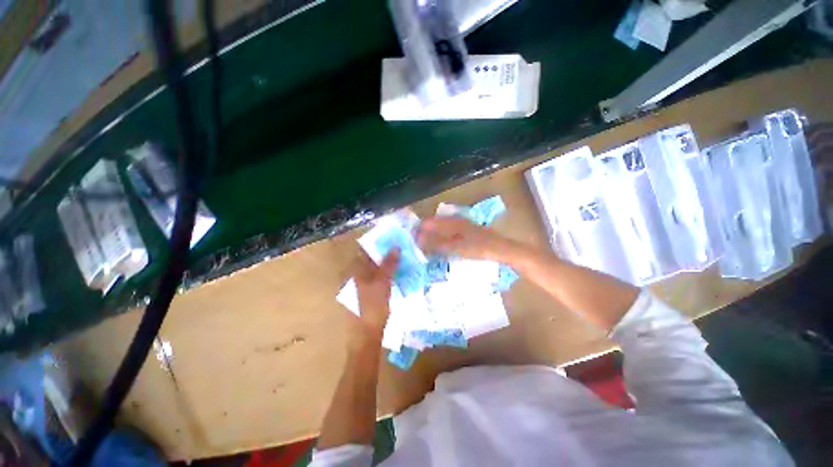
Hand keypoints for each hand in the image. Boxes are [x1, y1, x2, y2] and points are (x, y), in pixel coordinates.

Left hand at [353, 249, 399, 336]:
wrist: (367, 334)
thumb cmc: (373, 307)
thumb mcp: (382, 283)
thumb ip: (388, 265)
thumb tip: (395, 247)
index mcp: (357, 271)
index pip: (365, 250)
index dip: (377, 243)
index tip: (391, 238)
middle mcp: (358, 275)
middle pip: (372, 258)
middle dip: (385, 252)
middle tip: (401, 247)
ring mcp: (364, 285)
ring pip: (376, 268)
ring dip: (388, 262)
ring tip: (402, 257)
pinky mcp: (371, 293)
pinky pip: (380, 277)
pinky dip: (388, 273)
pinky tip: (399, 273)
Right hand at [417, 216, 511, 261]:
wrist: (501, 250)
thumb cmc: (479, 248)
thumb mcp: (455, 247)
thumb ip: (436, 244)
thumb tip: (417, 239)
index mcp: (452, 221)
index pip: (429, 222)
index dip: (418, 230)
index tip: (410, 240)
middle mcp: (455, 220)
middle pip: (434, 224)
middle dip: (424, 234)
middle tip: (415, 246)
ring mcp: (461, 226)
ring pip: (441, 229)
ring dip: (432, 238)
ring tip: (424, 248)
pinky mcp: (465, 232)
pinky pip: (448, 234)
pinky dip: (441, 240)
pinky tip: (439, 248)